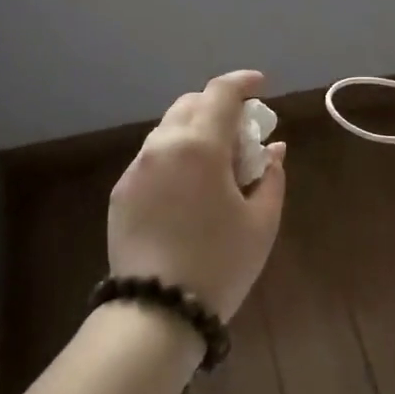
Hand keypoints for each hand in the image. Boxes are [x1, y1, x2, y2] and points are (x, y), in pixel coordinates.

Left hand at [107, 71, 286, 321]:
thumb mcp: (261, 222)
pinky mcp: (121, 192)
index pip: (221, 93)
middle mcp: (163, 146)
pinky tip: (188, 189)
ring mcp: (137, 168)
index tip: (261, 85)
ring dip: (195, 131)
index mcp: (200, 146)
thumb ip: (271, 176)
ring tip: (216, 164)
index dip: (243, 83)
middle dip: (219, 107)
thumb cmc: (220, 264)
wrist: (157, 310)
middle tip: (242, 133)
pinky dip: (175, 156)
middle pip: (191, 104)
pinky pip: (152, 158)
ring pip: (168, 130)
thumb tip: (274, 150)